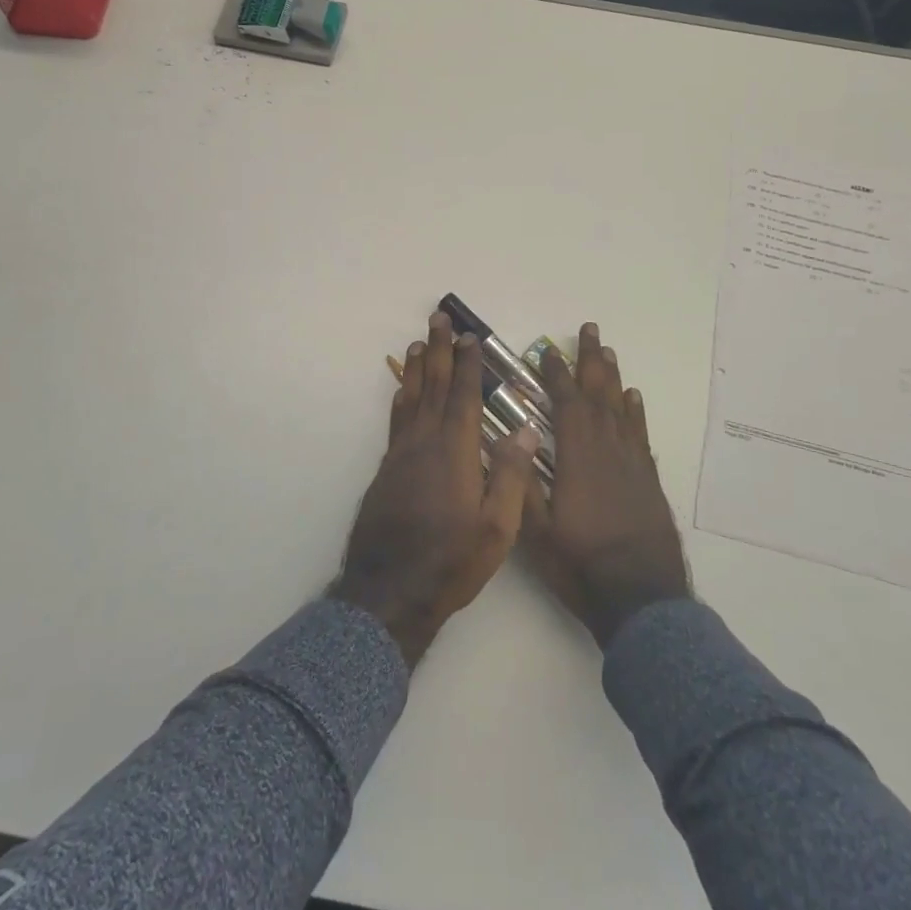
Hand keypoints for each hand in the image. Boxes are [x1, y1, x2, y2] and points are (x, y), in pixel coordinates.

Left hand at [331, 311, 541, 666]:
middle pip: (434, 386)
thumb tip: (524, 427)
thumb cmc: (451, 561)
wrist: (390, 591)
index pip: (464, 396)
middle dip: (439, 350)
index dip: (468, 364)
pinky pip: (397, 420)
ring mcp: (401, 454)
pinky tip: (403, 391)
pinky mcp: (386, 469)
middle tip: (437, 318)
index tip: (470, 336)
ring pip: (411, 399)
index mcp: (455, 451)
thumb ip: (511, 474)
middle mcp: (425, 442)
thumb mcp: (497, 527)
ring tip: (420, 343)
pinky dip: (402, 397)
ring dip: (418, 368)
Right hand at [522, 322, 689, 647]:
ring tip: (607, 351)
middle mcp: (607, 450)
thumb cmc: (581, 565)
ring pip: (621, 408)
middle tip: (589, 329)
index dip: (556, 375)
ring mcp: (632, 463)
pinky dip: (635, 411)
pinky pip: (640, 433)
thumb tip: (510, 440)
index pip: (566, 404)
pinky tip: (633, 398)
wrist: (641, 598)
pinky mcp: (648, 479)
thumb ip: (522, 483)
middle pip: (598, 394)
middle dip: (590, 361)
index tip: (547, 351)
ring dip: (612, 377)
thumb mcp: (537, 532)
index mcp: (577, 458)